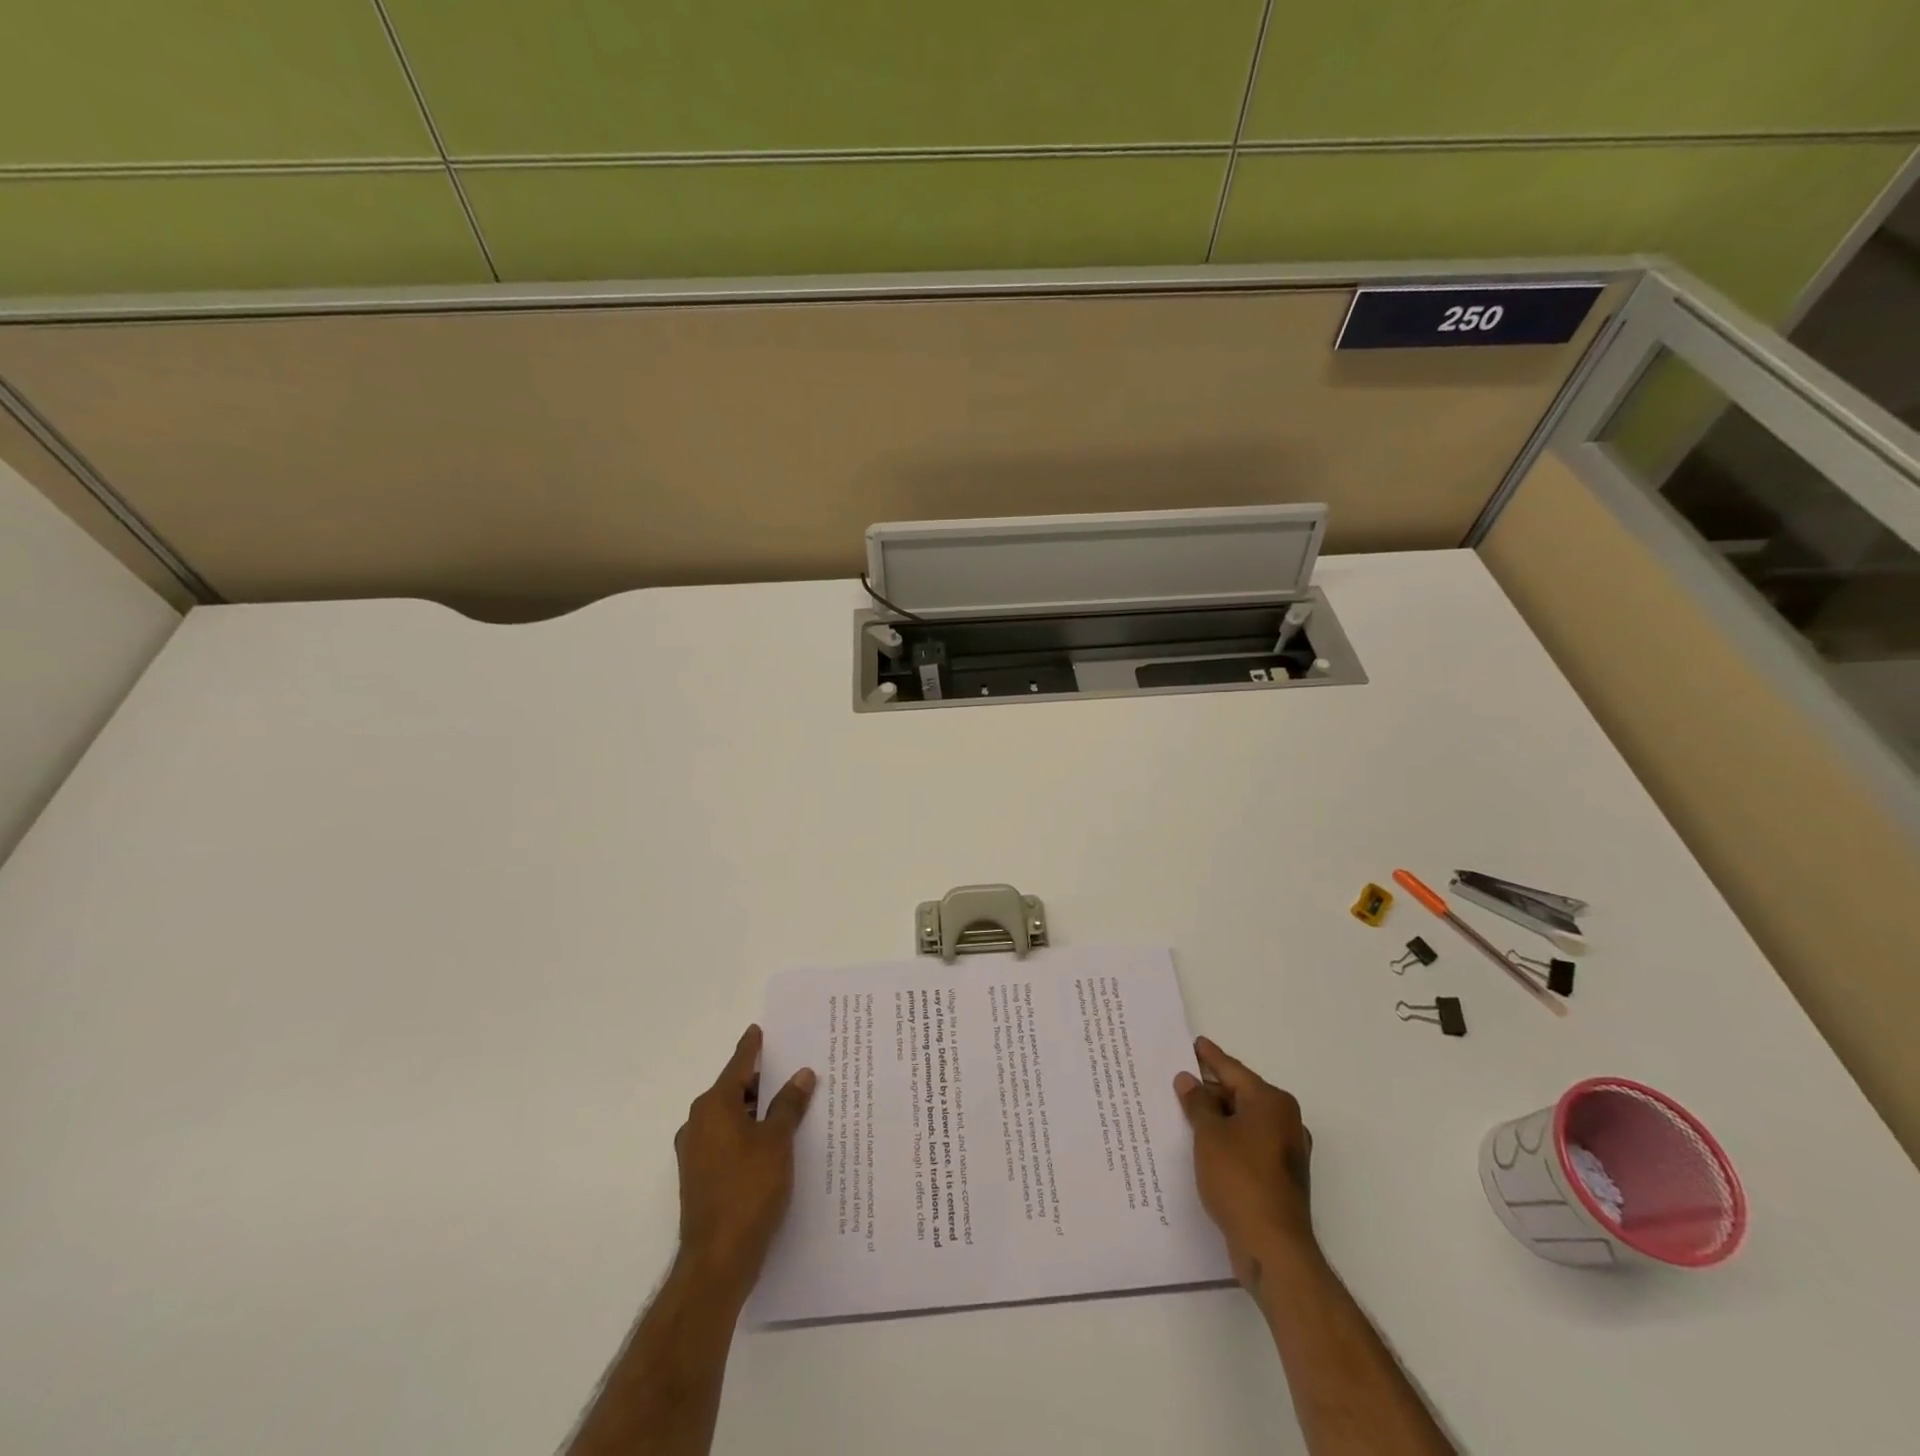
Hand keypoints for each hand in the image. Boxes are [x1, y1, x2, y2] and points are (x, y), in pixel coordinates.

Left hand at [673, 1025, 815, 1300]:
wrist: (717, 1260)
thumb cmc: (749, 1190)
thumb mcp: (777, 1141)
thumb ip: (789, 1104)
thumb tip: (802, 1074)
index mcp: (713, 1106)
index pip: (738, 1065)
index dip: (752, 1048)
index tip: (759, 1030)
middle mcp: (698, 1123)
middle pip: (733, 1091)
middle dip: (761, 1082)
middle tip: (792, 1072)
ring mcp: (696, 1153)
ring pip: (731, 1118)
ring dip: (757, 1111)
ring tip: (790, 1106)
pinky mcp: (701, 1178)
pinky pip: (728, 1142)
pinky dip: (749, 1135)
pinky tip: (774, 1143)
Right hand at [1174, 1035, 1316, 1289]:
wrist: (1273, 1247)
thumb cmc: (1239, 1179)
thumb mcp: (1209, 1134)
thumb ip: (1197, 1103)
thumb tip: (1189, 1080)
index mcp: (1272, 1102)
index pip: (1234, 1070)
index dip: (1210, 1057)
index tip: (1194, 1043)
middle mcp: (1285, 1121)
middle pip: (1241, 1095)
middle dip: (1211, 1089)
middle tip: (1181, 1080)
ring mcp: (1285, 1152)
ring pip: (1244, 1122)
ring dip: (1218, 1117)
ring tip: (1186, 1110)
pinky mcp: (1280, 1177)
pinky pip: (1248, 1145)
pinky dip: (1227, 1140)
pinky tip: (1204, 1144)